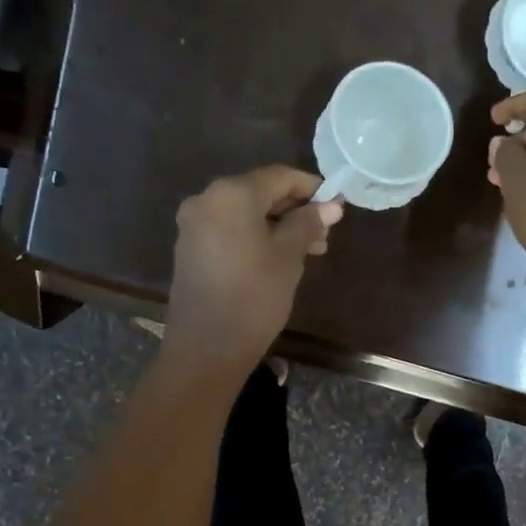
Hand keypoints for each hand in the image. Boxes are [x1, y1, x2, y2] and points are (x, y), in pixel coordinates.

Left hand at [165, 166, 343, 375]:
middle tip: (324, 235)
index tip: (335, 206)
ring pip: (244, 213)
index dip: (311, 188)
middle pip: (259, 192)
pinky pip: (228, 230)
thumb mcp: (289, 258)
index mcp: (231, 194)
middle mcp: (206, 199)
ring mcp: (193, 224)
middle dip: (293, 210)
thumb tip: (331, 205)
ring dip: (276, 225)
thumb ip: (308, 224)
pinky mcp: (189, 248)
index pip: (279, 176)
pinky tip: (276, 259)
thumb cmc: (254, 297)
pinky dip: (254, 236)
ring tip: (307, 251)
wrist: (206, 348)